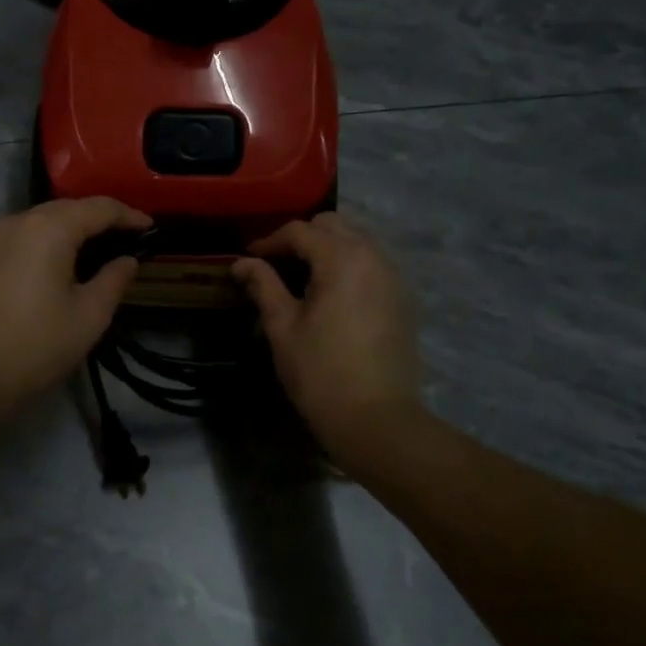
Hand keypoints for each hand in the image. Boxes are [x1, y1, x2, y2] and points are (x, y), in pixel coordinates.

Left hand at [0, 197, 150, 411]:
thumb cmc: (36, 345)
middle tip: (126, 236)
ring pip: (41, 219)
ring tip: (95, 248)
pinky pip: (21, 235)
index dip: (128, 215)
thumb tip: (127, 260)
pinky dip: (46, 239)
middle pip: (68, 208)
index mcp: (50, 228)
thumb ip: (114, 280)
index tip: (150, 227)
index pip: (99, 208)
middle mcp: (19, 220)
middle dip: (99, 218)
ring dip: (70, 227)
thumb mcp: (89, 315)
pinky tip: (57, 261)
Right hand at [232, 213, 423, 458]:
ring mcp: (394, 277)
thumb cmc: (320, 372)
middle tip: (276, 263)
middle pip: (333, 226)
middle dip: (302, 237)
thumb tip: (242, 263)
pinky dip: (349, 265)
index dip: (269, 241)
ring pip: (357, 241)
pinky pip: (372, 264)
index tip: (249, 258)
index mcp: (342, 259)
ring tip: (302, 276)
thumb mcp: (283, 327)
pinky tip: (331, 293)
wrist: (376, 419)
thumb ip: (263, 286)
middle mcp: (373, 257)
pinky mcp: (403, 299)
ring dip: (327, 249)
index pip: (300, 231)